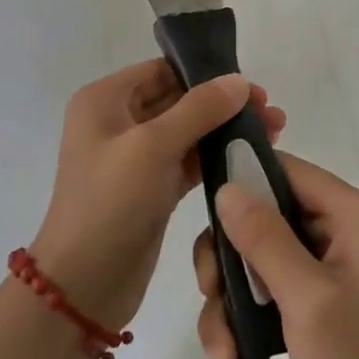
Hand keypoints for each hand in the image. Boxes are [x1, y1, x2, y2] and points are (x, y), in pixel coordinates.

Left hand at [34, 60, 285, 332]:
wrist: (84, 286)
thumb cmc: (110, 203)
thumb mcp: (152, 147)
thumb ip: (199, 109)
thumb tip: (239, 81)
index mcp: (104, 100)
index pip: (161, 71)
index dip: (205, 73)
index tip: (251, 86)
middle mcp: (117, 122)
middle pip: (178, 99)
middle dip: (223, 103)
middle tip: (270, 111)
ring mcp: (134, 158)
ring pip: (188, 131)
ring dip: (225, 129)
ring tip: (273, 131)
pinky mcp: (152, 189)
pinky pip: (188, 162)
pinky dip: (217, 157)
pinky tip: (251, 157)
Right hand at [194, 156, 358, 358]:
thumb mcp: (309, 302)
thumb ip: (265, 239)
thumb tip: (227, 187)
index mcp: (358, 216)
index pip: (287, 172)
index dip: (243, 186)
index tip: (208, 222)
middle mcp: (348, 233)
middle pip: (267, 221)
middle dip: (232, 268)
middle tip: (212, 301)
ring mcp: (336, 271)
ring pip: (262, 265)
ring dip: (235, 311)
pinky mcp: (324, 305)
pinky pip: (274, 297)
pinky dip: (252, 330)